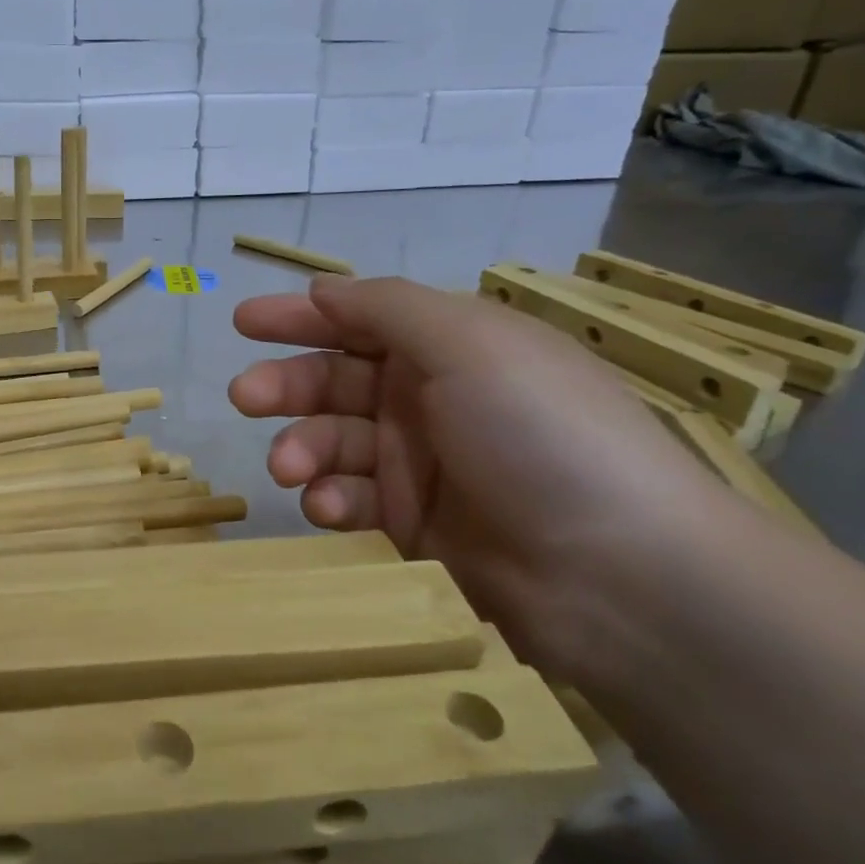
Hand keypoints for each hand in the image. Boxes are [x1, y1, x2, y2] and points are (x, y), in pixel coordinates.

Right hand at [229, 275, 753, 673]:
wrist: (620, 575)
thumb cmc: (539, 434)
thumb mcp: (469, 343)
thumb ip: (386, 308)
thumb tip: (322, 288)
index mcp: (449, 349)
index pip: (360, 321)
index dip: (302, 317)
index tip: (244, 323)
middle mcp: (430, 401)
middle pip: (336, 381)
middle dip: (286, 385)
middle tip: (245, 397)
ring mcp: (421, 467)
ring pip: (335, 443)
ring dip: (302, 448)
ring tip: (290, 467)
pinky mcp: (413, 529)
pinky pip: (353, 501)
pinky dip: (331, 500)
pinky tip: (330, 507)